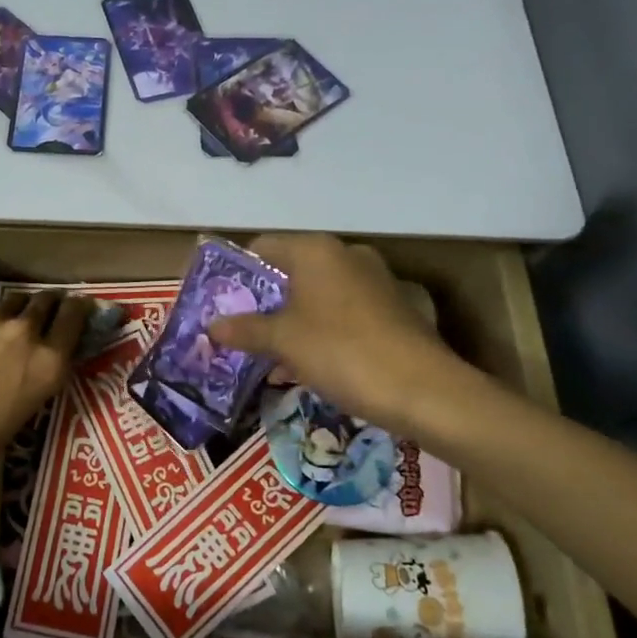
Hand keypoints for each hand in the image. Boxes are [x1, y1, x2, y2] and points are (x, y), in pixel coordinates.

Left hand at [0, 290, 91, 508]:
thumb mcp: (20, 415)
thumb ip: (34, 378)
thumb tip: (31, 363)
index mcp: (47, 364)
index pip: (75, 317)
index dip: (79, 309)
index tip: (79, 307)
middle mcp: (24, 334)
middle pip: (44, 301)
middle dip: (46, 305)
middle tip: (40, 315)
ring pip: (8, 306)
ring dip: (10, 315)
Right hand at [208, 234, 495, 443]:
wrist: (424, 390)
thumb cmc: (341, 352)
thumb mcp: (283, 341)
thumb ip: (244, 329)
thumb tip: (212, 326)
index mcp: (315, 250)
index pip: (262, 247)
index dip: (237, 274)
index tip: (221, 304)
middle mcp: (345, 255)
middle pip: (290, 271)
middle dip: (264, 302)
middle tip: (240, 332)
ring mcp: (373, 281)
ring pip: (316, 295)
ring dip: (291, 321)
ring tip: (268, 356)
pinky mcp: (392, 309)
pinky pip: (342, 312)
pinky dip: (320, 331)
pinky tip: (307, 365)